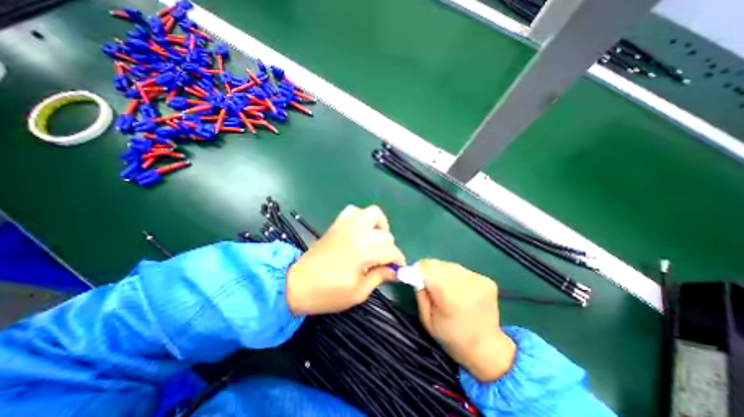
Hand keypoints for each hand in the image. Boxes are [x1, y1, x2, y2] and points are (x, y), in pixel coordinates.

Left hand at [286, 206, 403, 316]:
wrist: (297, 284)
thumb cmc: (328, 293)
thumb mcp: (358, 292)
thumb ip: (379, 277)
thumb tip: (394, 270)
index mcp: (363, 252)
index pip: (391, 251)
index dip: (399, 260)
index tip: (398, 268)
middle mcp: (357, 234)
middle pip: (385, 234)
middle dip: (389, 248)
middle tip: (384, 259)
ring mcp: (346, 226)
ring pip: (372, 213)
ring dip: (379, 225)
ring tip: (376, 239)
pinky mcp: (337, 224)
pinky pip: (353, 211)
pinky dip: (361, 217)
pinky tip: (360, 230)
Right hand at [417, 258, 514, 381]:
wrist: (487, 349)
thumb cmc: (452, 338)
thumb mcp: (427, 320)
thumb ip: (420, 294)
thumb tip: (416, 275)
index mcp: (450, 297)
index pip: (428, 268)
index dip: (418, 269)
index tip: (414, 276)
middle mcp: (466, 284)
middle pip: (439, 264)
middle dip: (429, 270)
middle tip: (428, 283)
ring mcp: (479, 281)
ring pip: (450, 265)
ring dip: (443, 272)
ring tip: (444, 287)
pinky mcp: (487, 280)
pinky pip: (462, 270)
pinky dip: (455, 276)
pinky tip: (458, 289)